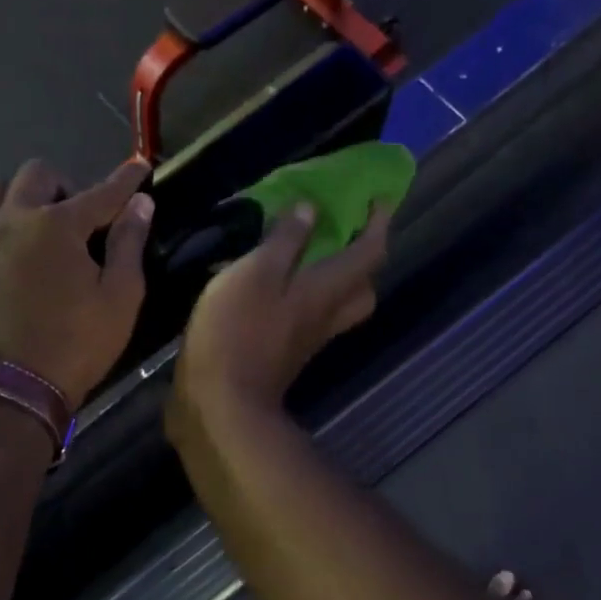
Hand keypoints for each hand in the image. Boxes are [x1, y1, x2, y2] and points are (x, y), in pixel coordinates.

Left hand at [0, 159, 154, 403]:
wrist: (12, 387)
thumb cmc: (76, 345)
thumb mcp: (119, 299)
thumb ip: (129, 245)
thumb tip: (139, 204)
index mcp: (57, 225)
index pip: (101, 192)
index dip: (125, 180)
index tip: (140, 166)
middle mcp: (14, 218)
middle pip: (39, 175)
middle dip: (67, 186)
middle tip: (83, 221)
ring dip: (24, 196)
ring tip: (41, 228)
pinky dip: (3, 222)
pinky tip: (18, 252)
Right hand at [171, 200, 391, 429]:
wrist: (221, 401)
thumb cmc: (238, 330)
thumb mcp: (256, 273)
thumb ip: (285, 241)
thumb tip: (311, 210)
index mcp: (326, 290)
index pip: (369, 253)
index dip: (379, 223)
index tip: (379, 198)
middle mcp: (326, 316)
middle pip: (364, 289)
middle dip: (364, 260)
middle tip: (346, 235)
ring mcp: (307, 339)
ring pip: (339, 306)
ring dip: (337, 280)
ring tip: (311, 255)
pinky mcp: (286, 353)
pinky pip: (311, 318)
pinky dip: (307, 297)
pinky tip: (279, 286)